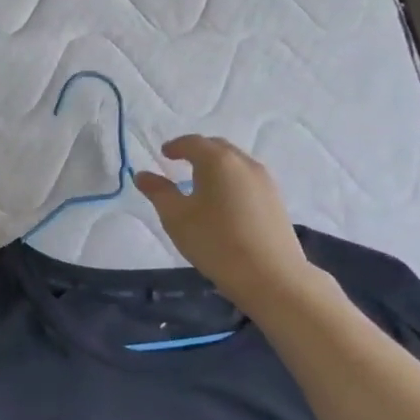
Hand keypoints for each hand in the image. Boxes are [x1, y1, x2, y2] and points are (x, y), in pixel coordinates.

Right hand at [134, 136, 317, 309]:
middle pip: (217, 147)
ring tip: (200, 183)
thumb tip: (142, 174)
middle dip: (197, 151)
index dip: (175, 146)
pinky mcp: (276, 200)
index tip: (164, 154)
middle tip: (180, 163)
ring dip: (216, 166)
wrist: (271, 276)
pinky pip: (247, 178)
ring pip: (235, 163)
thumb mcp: (176, 216)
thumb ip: (158, 191)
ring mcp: (265, 181)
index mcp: (218, 161)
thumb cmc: (215, 241)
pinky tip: (223, 202)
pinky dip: (230, 180)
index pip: (193, 142)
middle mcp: (244, 163)